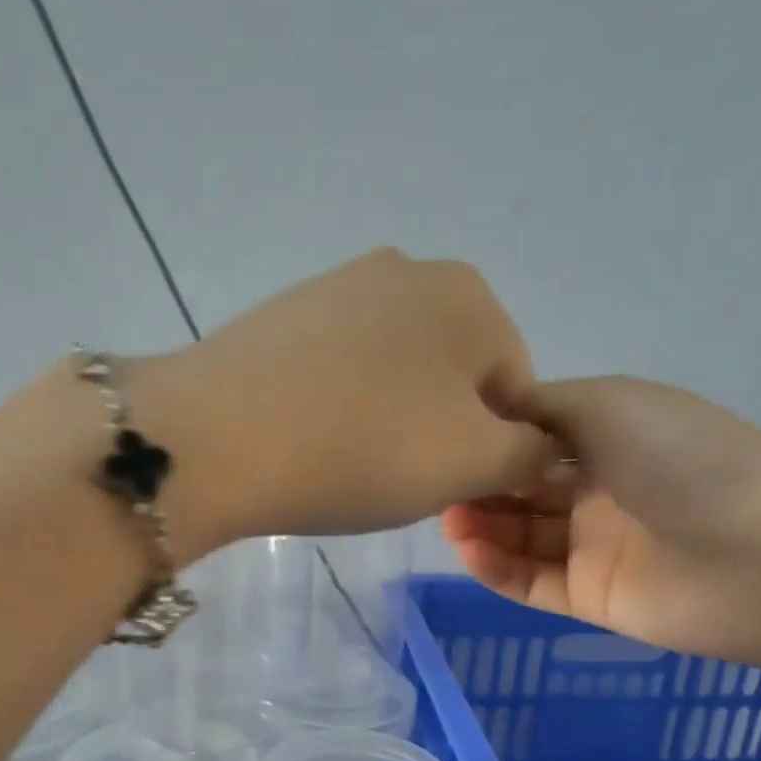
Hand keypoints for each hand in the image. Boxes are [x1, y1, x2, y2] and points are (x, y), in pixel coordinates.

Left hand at [129, 250, 555, 549]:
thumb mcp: (472, 464)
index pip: (516, 388)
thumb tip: (540, 448)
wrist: (220, 439)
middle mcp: (409, 271)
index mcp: (470, 296)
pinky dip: (340, 406)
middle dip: (442, 431)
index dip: (496, 450)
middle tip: (402, 479)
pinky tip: (312, 438)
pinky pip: (338, 370)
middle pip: (453, 375)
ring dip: (391, 420)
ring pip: (395, 372)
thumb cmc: (365, 449)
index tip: (455, 489)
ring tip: (351, 462)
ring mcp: (337, 286)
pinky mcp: (282, 315)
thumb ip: (528, 455)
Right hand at [442, 376, 760, 662]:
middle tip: (440, 489)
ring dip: (481, 528)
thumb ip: (541, 405)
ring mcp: (594, 548)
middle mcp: (599, 491)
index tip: (448, 442)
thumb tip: (489, 400)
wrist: (758, 554)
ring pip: (521, 538)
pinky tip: (469, 552)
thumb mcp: (609, 405)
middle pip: (522, 491)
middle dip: (480, 488)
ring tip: (449, 522)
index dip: (491, 442)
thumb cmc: (682, 460)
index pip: (534, 440)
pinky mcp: (590, 597)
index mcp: (610, 438)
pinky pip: (532, 582)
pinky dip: (497, 569)